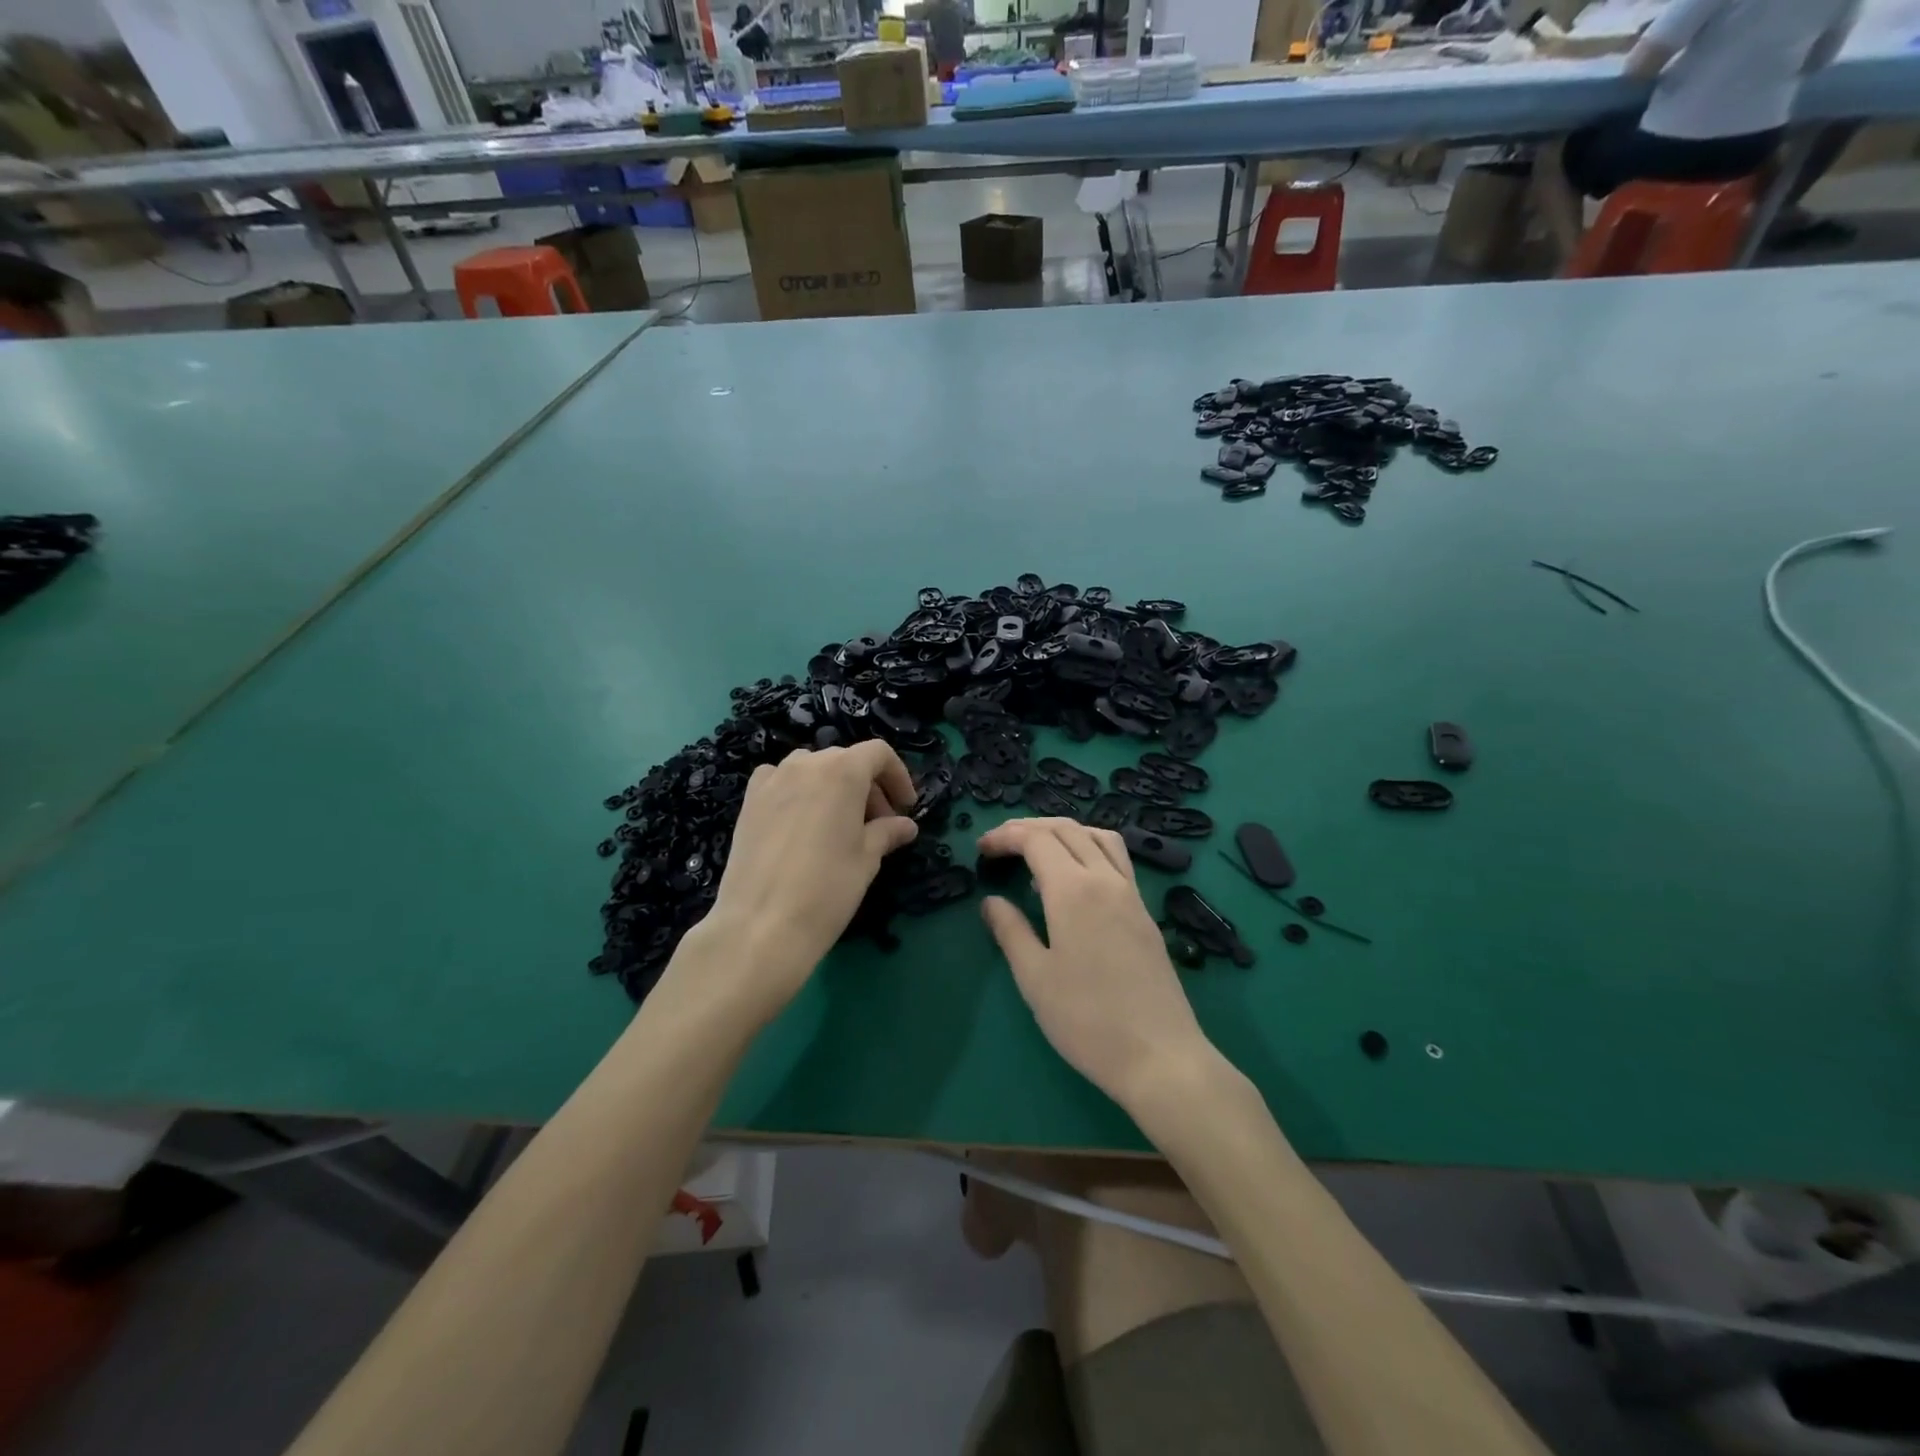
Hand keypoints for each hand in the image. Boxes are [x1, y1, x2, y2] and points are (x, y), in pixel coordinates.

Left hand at [686, 742, 918, 1025]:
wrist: (761, 925)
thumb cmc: (827, 889)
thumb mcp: (867, 859)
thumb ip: (887, 832)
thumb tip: (906, 825)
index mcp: (842, 771)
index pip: (878, 754)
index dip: (898, 776)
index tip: (905, 807)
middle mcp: (806, 764)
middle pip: (845, 760)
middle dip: (868, 786)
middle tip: (879, 824)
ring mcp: (772, 780)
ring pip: (812, 769)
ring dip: (834, 787)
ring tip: (841, 824)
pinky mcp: (749, 801)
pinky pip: (780, 781)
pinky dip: (798, 791)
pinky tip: (801, 821)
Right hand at [977, 818, 1213, 1114]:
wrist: (1160, 1056)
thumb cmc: (1087, 1020)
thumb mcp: (1035, 979)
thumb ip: (1011, 931)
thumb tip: (991, 901)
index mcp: (1074, 890)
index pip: (1036, 840)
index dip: (1006, 836)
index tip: (981, 849)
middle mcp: (1105, 879)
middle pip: (1067, 829)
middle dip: (1029, 827)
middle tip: (1000, 843)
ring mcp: (1131, 893)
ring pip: (1098, 836)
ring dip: (1063, 831)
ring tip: (1038, 849)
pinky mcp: (1145, 912)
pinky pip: (1116, 858)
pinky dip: (1089, 848)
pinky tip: (1075, 877)